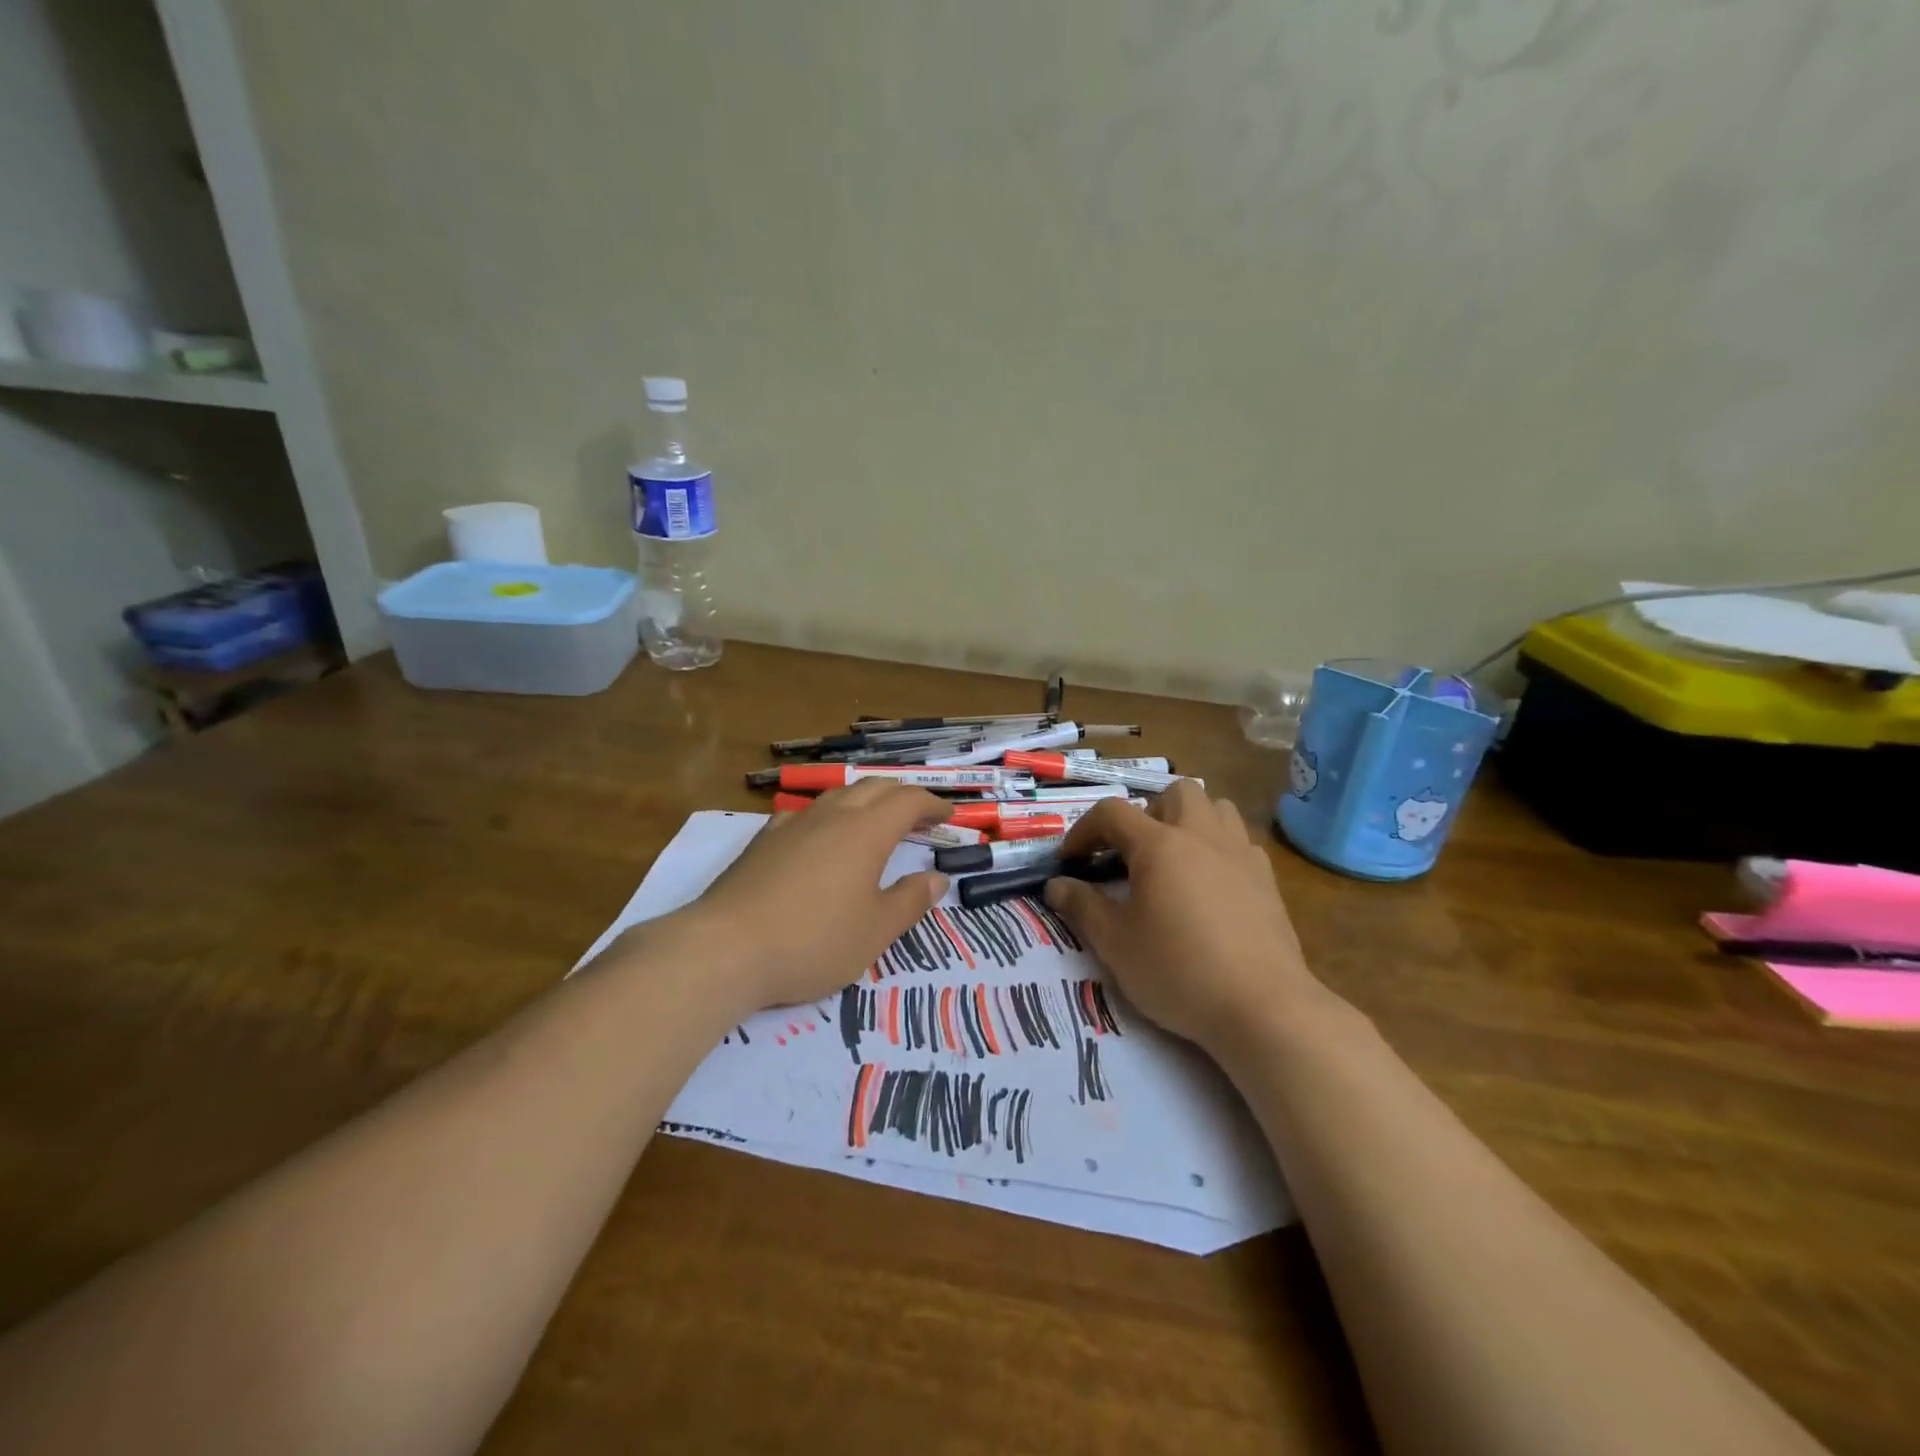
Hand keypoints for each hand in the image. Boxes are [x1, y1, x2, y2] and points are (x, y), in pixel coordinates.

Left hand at [663, 781, 951, 1011]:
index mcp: (866, 831)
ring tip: (874, 821)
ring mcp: (792, 824)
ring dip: (864, 800)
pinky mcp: (763, 840)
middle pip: (873, 788)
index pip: (908, 801)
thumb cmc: (814, 941)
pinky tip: (819, 836)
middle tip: (919, 816)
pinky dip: (827, 816)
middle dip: (902, 796)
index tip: (948, 816)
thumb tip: (937, 879)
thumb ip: (910, 901)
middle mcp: (831, 816)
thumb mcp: (875, 931)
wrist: (727, 948)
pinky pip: (804, 813)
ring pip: (837, 795)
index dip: (932, 804)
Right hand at [1043, 782, 1324, 1056]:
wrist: (1263, 1007)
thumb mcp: (1116, 944)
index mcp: (1159, 845)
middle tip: (1133, 853)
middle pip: (1175, 793)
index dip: (1084, 830)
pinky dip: (1219, 849)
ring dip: (1189, 821)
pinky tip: (1211, 885)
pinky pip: (1239, 842)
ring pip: (1216, 807)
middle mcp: (1201, 836)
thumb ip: (1082, 906)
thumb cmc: (1179, 971)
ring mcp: (1240, 854)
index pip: (1112, 813)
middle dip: (1147, 813)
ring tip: (1174, 860)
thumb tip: (1056, 884)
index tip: (1071, 860)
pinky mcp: (1267, 879)